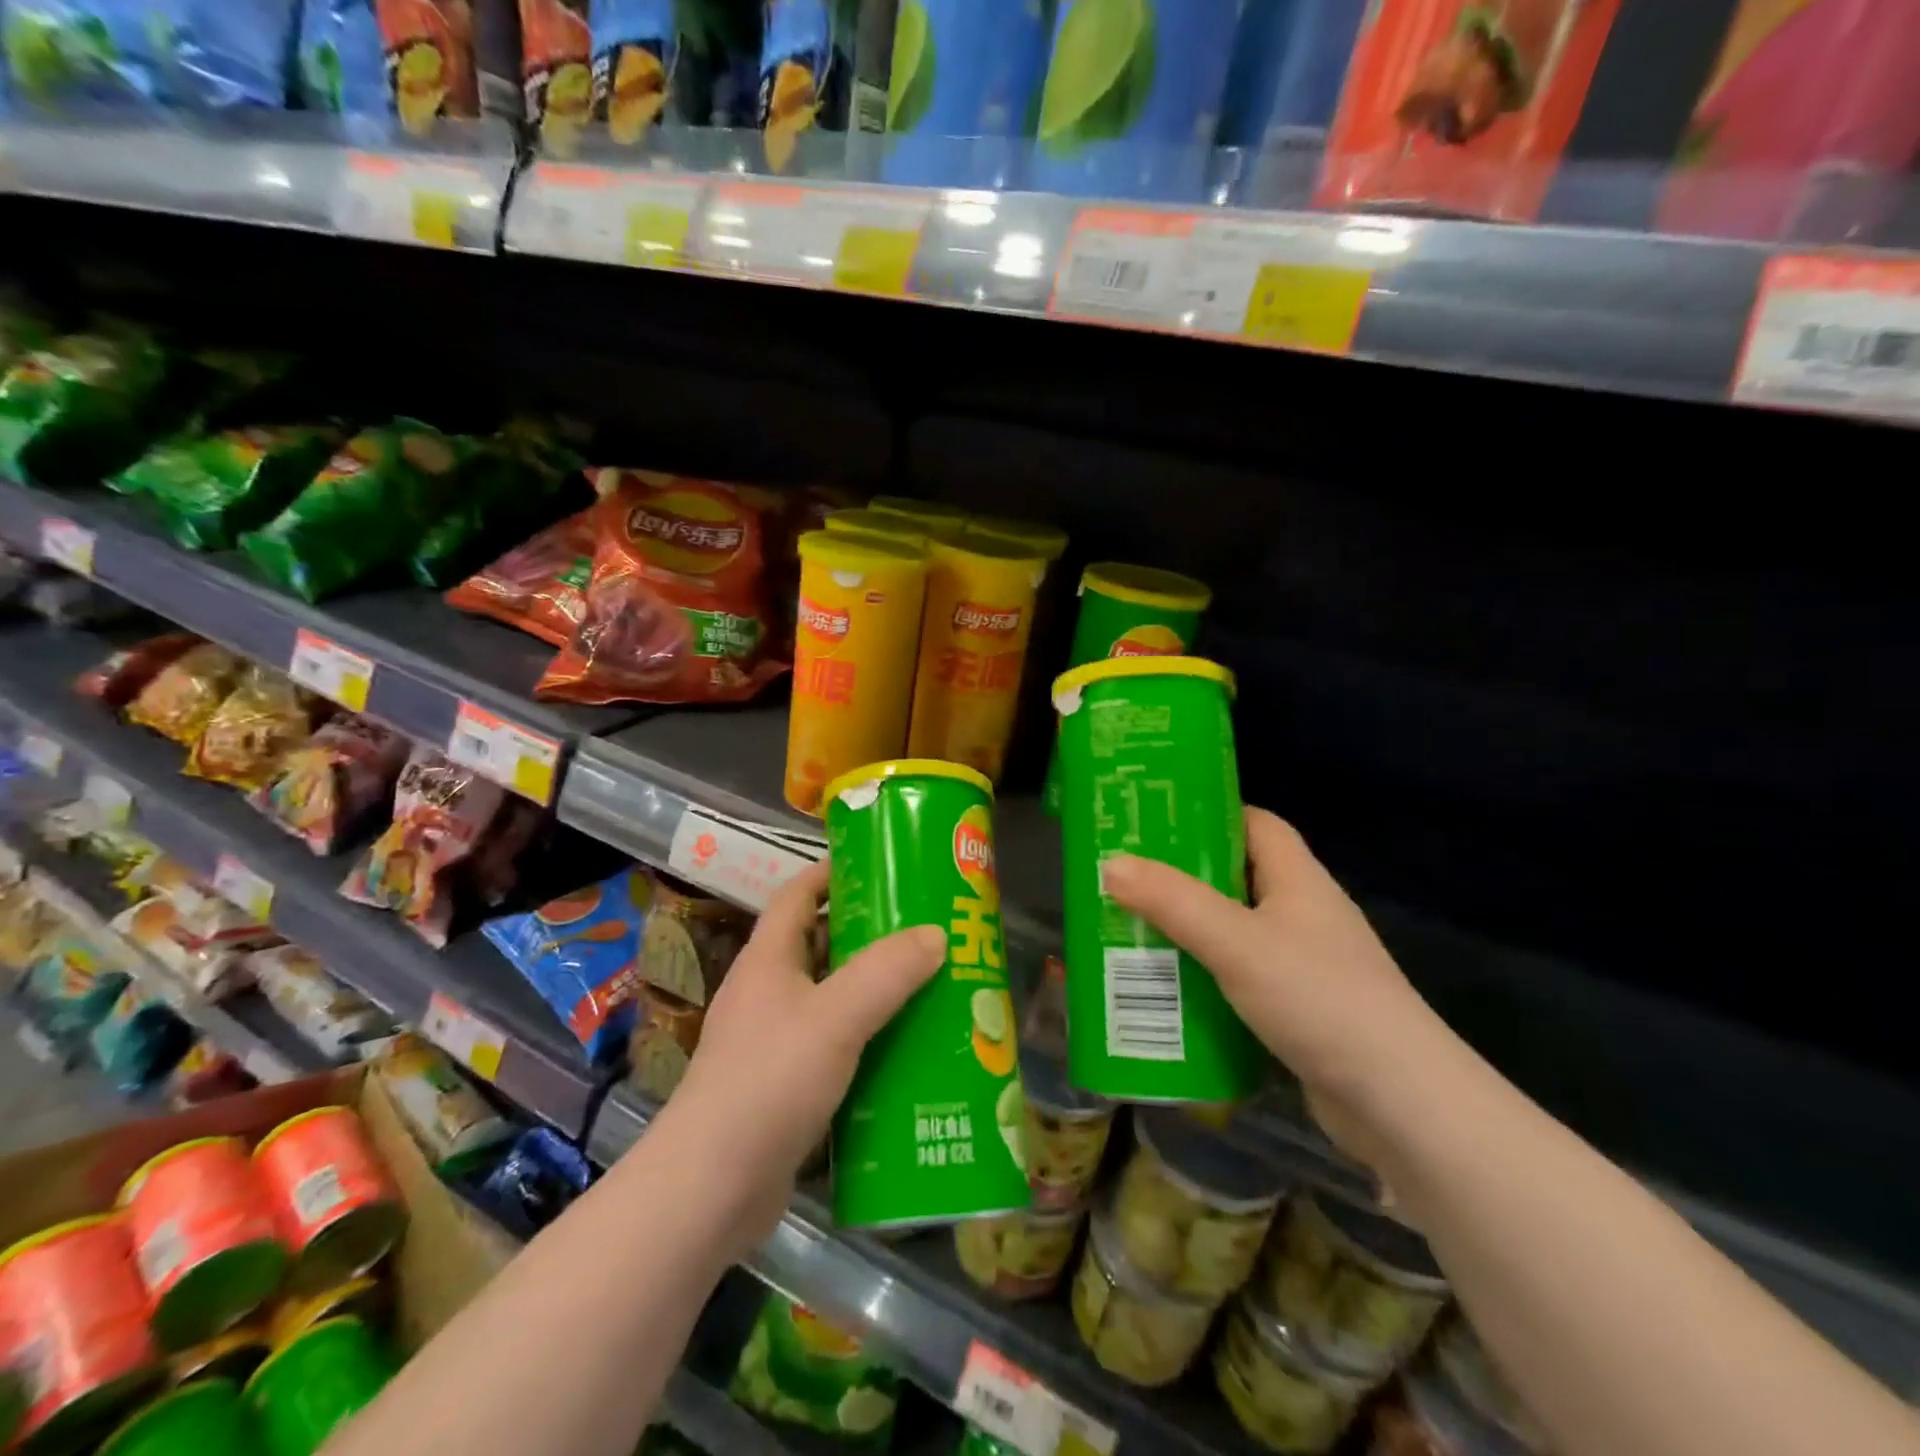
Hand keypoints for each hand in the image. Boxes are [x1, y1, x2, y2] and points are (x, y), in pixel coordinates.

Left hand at [652, 860, 944, 1254]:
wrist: (710, 1190)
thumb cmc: (769, 1082)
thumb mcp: (836, 1018)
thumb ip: (887, 972)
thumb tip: (936, 934)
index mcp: (768, 960)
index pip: (796, 895)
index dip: (831, 873)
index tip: (879, 865)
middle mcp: (766, 993)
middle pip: (819, 945)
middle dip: (867, 933)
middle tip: (923, 928)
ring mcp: (772, 1041)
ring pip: (830, 998)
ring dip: (872, 989)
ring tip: (927, 983)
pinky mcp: (783, 1086)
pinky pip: (833, 1045)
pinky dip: (866, 1038)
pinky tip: (905, 1050)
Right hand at [1101, 809, 1443, 1166]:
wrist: (1399, 1104)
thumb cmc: (1318, 999)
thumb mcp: (1235, 943)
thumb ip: (1172, 902)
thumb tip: (1111, 863)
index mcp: (1298, 880)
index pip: (1256, 824)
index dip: (1210, 815)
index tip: (1156, 823)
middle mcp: (1303, 914)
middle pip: (1236, 879)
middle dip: (1182, 880)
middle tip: (1125, 881)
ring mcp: (1304, 965)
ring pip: (1234, 933)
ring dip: (1188, 934)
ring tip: (1130, 934)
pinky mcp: (1299, 1011)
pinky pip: (1240, 980)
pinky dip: (1205, 981)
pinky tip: (1168, 994)